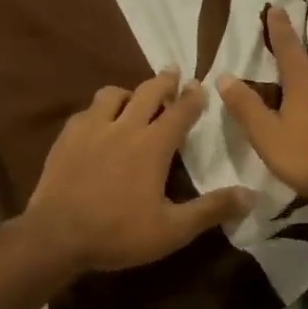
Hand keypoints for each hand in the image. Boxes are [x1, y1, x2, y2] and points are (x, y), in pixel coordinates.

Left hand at [22, 70, 251, 273]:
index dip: (193, 97)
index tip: (200, 85)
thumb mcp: (172, 230)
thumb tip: (252, 195)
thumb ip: (211, 210)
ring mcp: (92, 129)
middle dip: (164, 80)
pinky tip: (98, 122)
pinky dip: (99, 110)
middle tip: (173, 71)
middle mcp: (124, 127)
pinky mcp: (67, 137)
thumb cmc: (118, 234)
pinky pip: (86, 111)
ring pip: (113, 94)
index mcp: (153, 145)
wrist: (55, 237)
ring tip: (133, 97)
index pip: (180, 111)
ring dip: (129, 92)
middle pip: (148, 91)